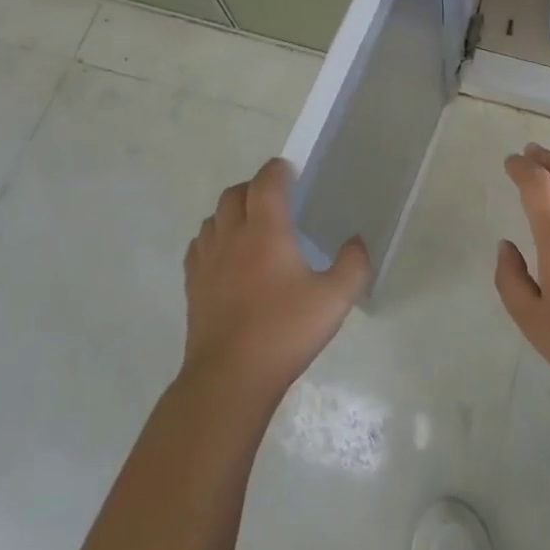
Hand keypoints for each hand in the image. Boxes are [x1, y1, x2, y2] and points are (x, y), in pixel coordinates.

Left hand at [181, 157, 369, 402]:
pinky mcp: (193, 287)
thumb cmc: (284, 332)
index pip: (266, 182)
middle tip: (274, 199)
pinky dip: (212, 239)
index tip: (290, 171)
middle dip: (253, 187)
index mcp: (266, 230)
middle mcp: (233, 236)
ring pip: (213, 218)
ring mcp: (208, 261)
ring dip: (231, 212)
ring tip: (250, 226)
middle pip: (234, 193)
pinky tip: (225, 257)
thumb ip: (353, 265)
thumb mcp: (334, 299)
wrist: (229, 379)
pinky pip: (199, 246)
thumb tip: (356, 242)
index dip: (278, 170)